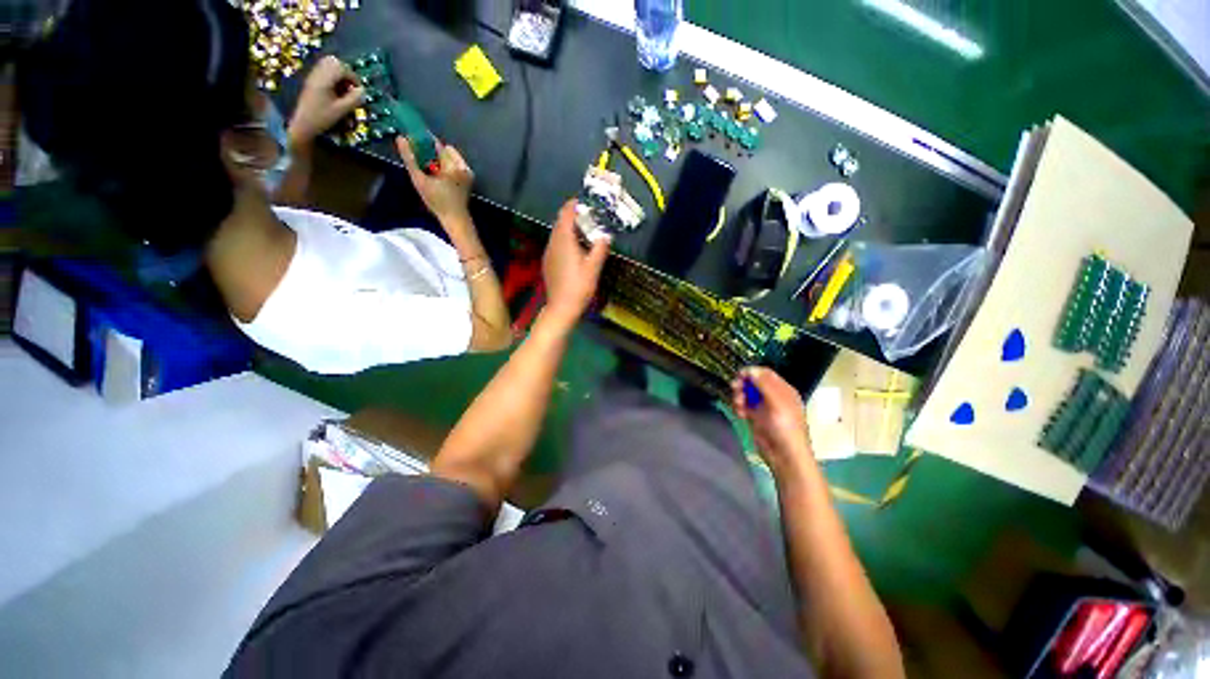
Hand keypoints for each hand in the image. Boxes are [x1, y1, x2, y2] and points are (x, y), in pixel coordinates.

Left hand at [287, 56, 363, 147]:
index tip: (359, 91)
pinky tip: (335, 91)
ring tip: (344, 89)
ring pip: (329, 65)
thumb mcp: (341, 110)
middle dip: (346, 73)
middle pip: (334, 62)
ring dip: (339, 75)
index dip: (354, 78)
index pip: (343, 68)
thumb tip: (363, 91)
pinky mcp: (312, 81)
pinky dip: (332, 78)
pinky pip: (324, 72)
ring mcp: (313, 76)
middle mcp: (318, 73)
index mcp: (325, 79)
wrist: (302, 123)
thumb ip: (354, 99)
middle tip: (351, 87)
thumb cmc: (322, 118)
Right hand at [397, 138, 473, 226]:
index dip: (425, 142)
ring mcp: (468, 173)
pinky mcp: (469, 178)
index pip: (438, 144)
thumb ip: (410, 159)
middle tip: (423, 163)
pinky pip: (455, 165)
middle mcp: (463, 166)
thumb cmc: (437, 202)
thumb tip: (401, 139)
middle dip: (432, 153)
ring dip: (439, 160)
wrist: (455, 218)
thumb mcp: (420, 180)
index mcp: (453, 166)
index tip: (414, 143)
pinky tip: (439, 177)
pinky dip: (446, 167)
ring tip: (431, 172)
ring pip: (450, 157)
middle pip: (444, 151)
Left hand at [542, 200, 609, 327]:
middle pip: (560, 222)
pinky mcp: (548, 262)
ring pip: (557, 233)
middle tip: (590, 217)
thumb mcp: (594, 267)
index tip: (586, 202)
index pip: (566, 213)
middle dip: (573, 216)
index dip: (575, 205)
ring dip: (569, 229)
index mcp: (564, 240)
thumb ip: (600, 248)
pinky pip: (556, 244)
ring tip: (586, 232)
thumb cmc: (579, 286)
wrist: (562, 307)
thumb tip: (606, 235)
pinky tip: (576, 250)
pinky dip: (565, 240)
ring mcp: (549, 253)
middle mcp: (553, 242)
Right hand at [731, 367, 814, 473]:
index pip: (766, 374)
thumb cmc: (785, 428)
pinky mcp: (755, 418)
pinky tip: (740, 414)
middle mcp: (773, 397)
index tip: (739, 375)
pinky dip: (739, 408)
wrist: (784, 456)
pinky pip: (743, 406)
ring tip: (738, 405)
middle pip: (754, 383)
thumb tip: (750, 370)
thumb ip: (764, 385)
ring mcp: (763, 408)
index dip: (752, 372)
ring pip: (746, 394)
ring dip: (739, 396)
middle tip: (735, 389)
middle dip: (743, 385)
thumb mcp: (777, 403)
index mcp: (784, 391)